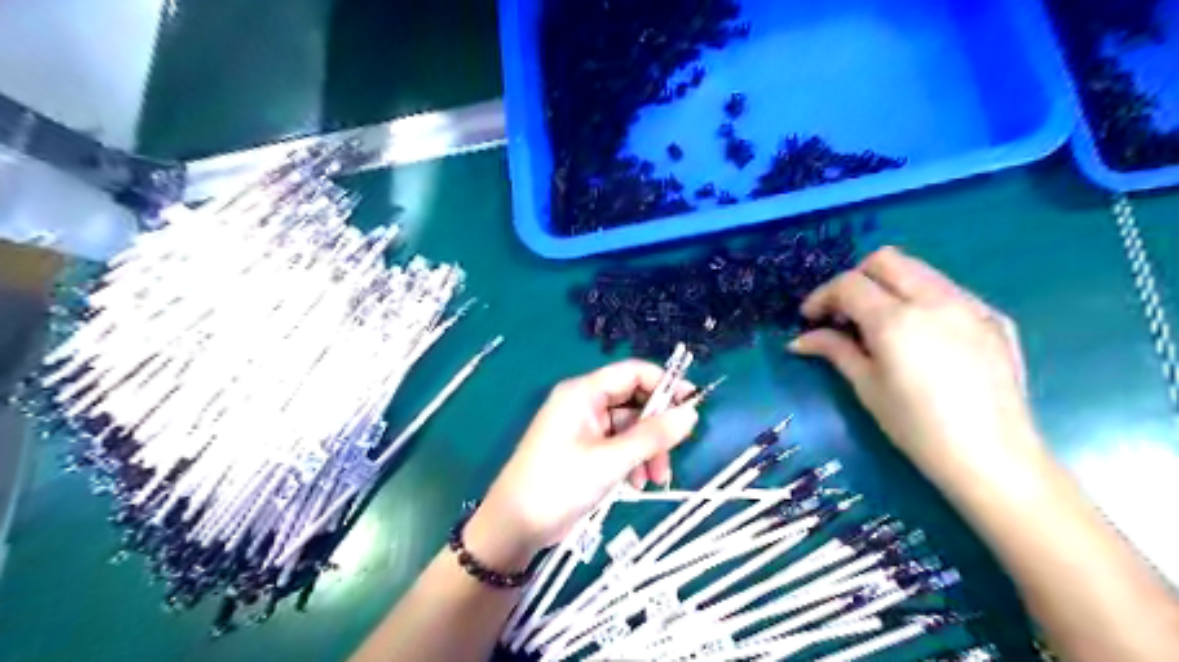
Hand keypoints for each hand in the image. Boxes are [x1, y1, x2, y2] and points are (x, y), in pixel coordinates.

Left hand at [473, 363, 693, 551]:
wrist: (515, 525)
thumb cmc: (559, 484)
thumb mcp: (611, 460)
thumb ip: (652, 436)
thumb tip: (691, 414)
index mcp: (584, 392)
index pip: (633, 373)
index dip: (665, 384)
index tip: (692, 405)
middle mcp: (584, 403)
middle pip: (634, 402)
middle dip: (656, 428)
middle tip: (672, 454)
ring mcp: (584, 427)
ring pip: (629, 427)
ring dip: (647, 450)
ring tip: (654, 480)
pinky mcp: (585, 450)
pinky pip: (618, 445)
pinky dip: (632, 461)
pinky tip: (636, 484)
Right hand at [786, 246, 1044, 487]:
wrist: (992, 458)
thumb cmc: (916, 427)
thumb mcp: (866, 387)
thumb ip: (834, 350)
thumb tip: (800, 340)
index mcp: (896, 320)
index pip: (849, 284)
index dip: (822, 296)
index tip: (810, 319)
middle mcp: (935, 299)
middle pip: (886, 260)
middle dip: (856, 279)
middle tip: (844, 313)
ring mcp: (971, 305)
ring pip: (920, 270)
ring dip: (890, 285)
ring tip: (880, 322)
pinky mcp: (995, 317)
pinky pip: (949, 291)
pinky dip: (923, 299)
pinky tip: (921, 335)